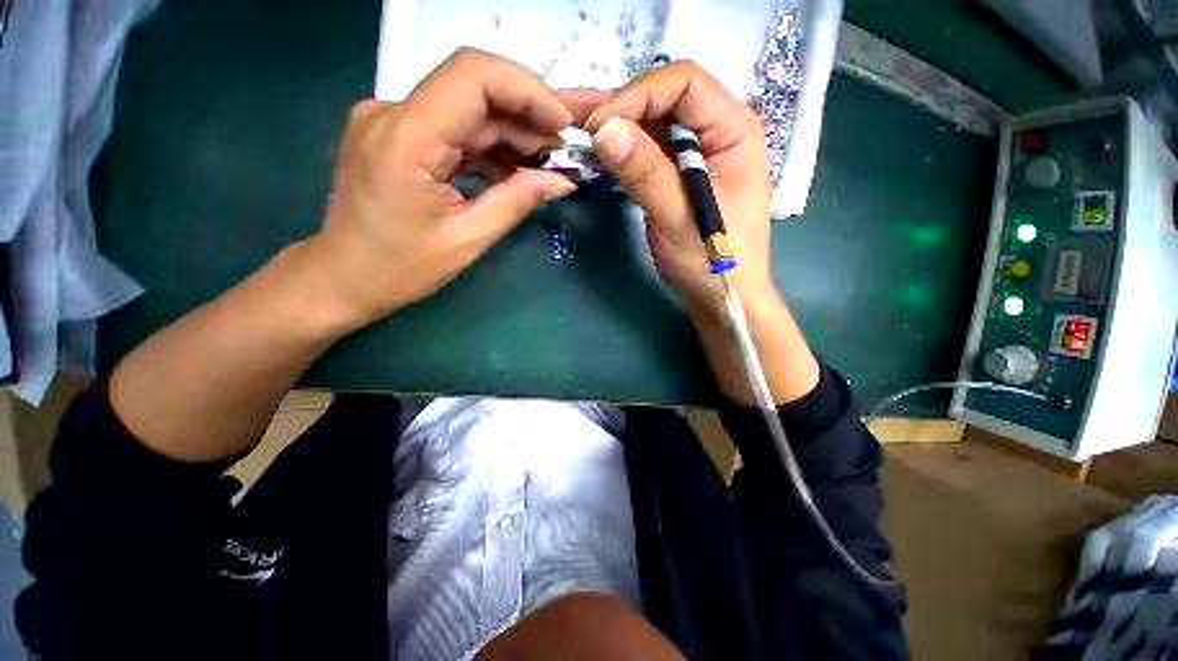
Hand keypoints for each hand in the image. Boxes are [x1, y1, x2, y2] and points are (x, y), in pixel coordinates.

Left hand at [305, 47, 577, 331]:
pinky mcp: (396, 134)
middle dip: (526, 116)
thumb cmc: (399, 268)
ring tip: (545, 165)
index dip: (527, 90)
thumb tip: (562, 181)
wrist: (342, 277)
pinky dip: (488, 145)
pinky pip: (452, 127)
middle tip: (562, 153)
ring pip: (467, 108)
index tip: (562, 124)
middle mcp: (392, 112)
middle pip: (474, 89)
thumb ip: (516, 201)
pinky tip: (514, 168)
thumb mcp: (467, 240)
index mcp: (406, 138)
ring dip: (511, 133)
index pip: (473, 76)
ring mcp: (391, 120)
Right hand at [561, 62, 776, 320]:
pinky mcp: (678, 174)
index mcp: (734, 130)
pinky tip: (595, 152)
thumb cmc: (713, 263)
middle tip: (572, 123)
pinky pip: (647, 150)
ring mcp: (697, 153)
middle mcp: (717, 131)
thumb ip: (646, 174)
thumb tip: (604, 129)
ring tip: (572, 130)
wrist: (721, 296)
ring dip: (613, 127)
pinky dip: (620, 150)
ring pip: (651, 124)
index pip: (683, 84)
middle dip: (618, 108)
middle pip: (663, 99)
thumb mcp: (679, 220)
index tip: (598, 127)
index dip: (637, 96)